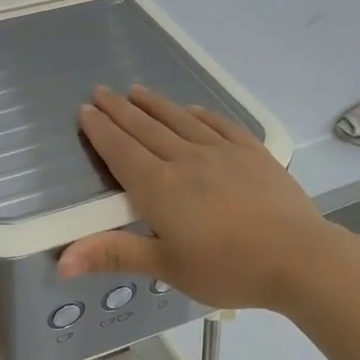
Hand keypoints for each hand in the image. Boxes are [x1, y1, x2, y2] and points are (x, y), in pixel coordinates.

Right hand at [58, 86, 342, 311]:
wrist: (299, 258)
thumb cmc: (228, 269)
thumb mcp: (167, 267)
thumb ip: (114, 255)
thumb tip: (60, 262)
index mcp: (160, 188)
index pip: (122, 151)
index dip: (101, 130)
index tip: (86, 110)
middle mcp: (186, 160)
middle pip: (146, 129)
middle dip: (120, 110)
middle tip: (102, 91)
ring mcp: (222, 153)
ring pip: (180, 120)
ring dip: (156, 105)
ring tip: (137, 91)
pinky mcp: (253, 153)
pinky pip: (220, 125)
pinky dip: (201, 114)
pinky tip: (193, 109)